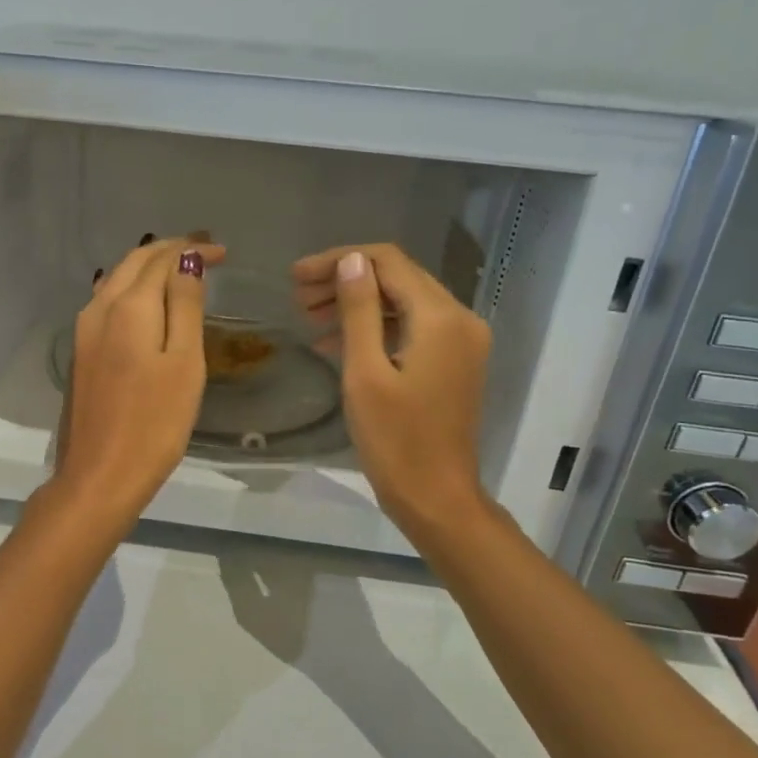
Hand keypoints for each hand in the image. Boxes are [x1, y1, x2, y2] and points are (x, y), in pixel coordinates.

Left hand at [48, 236, 226, 528]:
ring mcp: (84, 332)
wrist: (99, 475)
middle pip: (134, 263)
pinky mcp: (81, 353)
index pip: (161, 259)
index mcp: (128, 306)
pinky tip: (148, 302)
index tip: (223, 252)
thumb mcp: (184, 362)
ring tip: (180, 270)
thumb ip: (185, 306)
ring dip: (148, 268)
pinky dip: (133, 290)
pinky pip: (108, 302)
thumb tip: (187, 261)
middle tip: (205, 250)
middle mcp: (99, 309)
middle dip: (169, 251)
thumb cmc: (154, 422)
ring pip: (117, 281)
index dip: (193, 249)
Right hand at [292, 243, 491, 537]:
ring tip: (309, 317)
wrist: (436, 497)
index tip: (297, 276)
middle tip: (298, 297)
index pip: (388, 262)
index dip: (340, 260)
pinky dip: (375, 327)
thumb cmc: (395, 440)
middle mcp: (459, 319)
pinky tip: (335, 341)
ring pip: (403, 302)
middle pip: (398, 278)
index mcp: (440, 318)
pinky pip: (411, 328)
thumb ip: (359, 311)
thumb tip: (350, 261)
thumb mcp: (366, 372)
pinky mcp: (453, 361)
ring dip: (358, 303)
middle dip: (346, 279)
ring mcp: (460, 341)